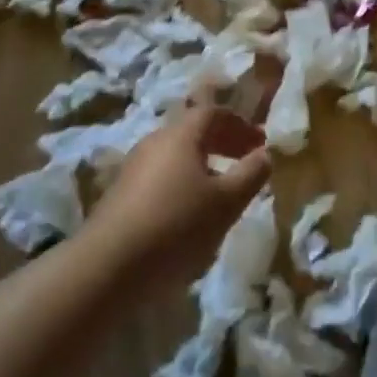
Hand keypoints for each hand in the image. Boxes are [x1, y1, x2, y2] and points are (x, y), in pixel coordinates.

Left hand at [92, 100, 271, 284]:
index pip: (212, 113)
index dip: (239, 123)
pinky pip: (161, 174)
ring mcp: (134, 166)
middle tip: (246, 159)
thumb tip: (265, 154)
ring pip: (176, 154)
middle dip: (223, 141)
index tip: (260, 141)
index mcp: (180, 135)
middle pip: (192, 130)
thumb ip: (250, 174)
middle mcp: (154, 141)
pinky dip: (184, 180)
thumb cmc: (177, 225)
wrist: (111, 264)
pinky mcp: (122, 193)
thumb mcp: (226, 202)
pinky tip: (192, 210)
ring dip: (203, 163)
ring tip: (223, 188)